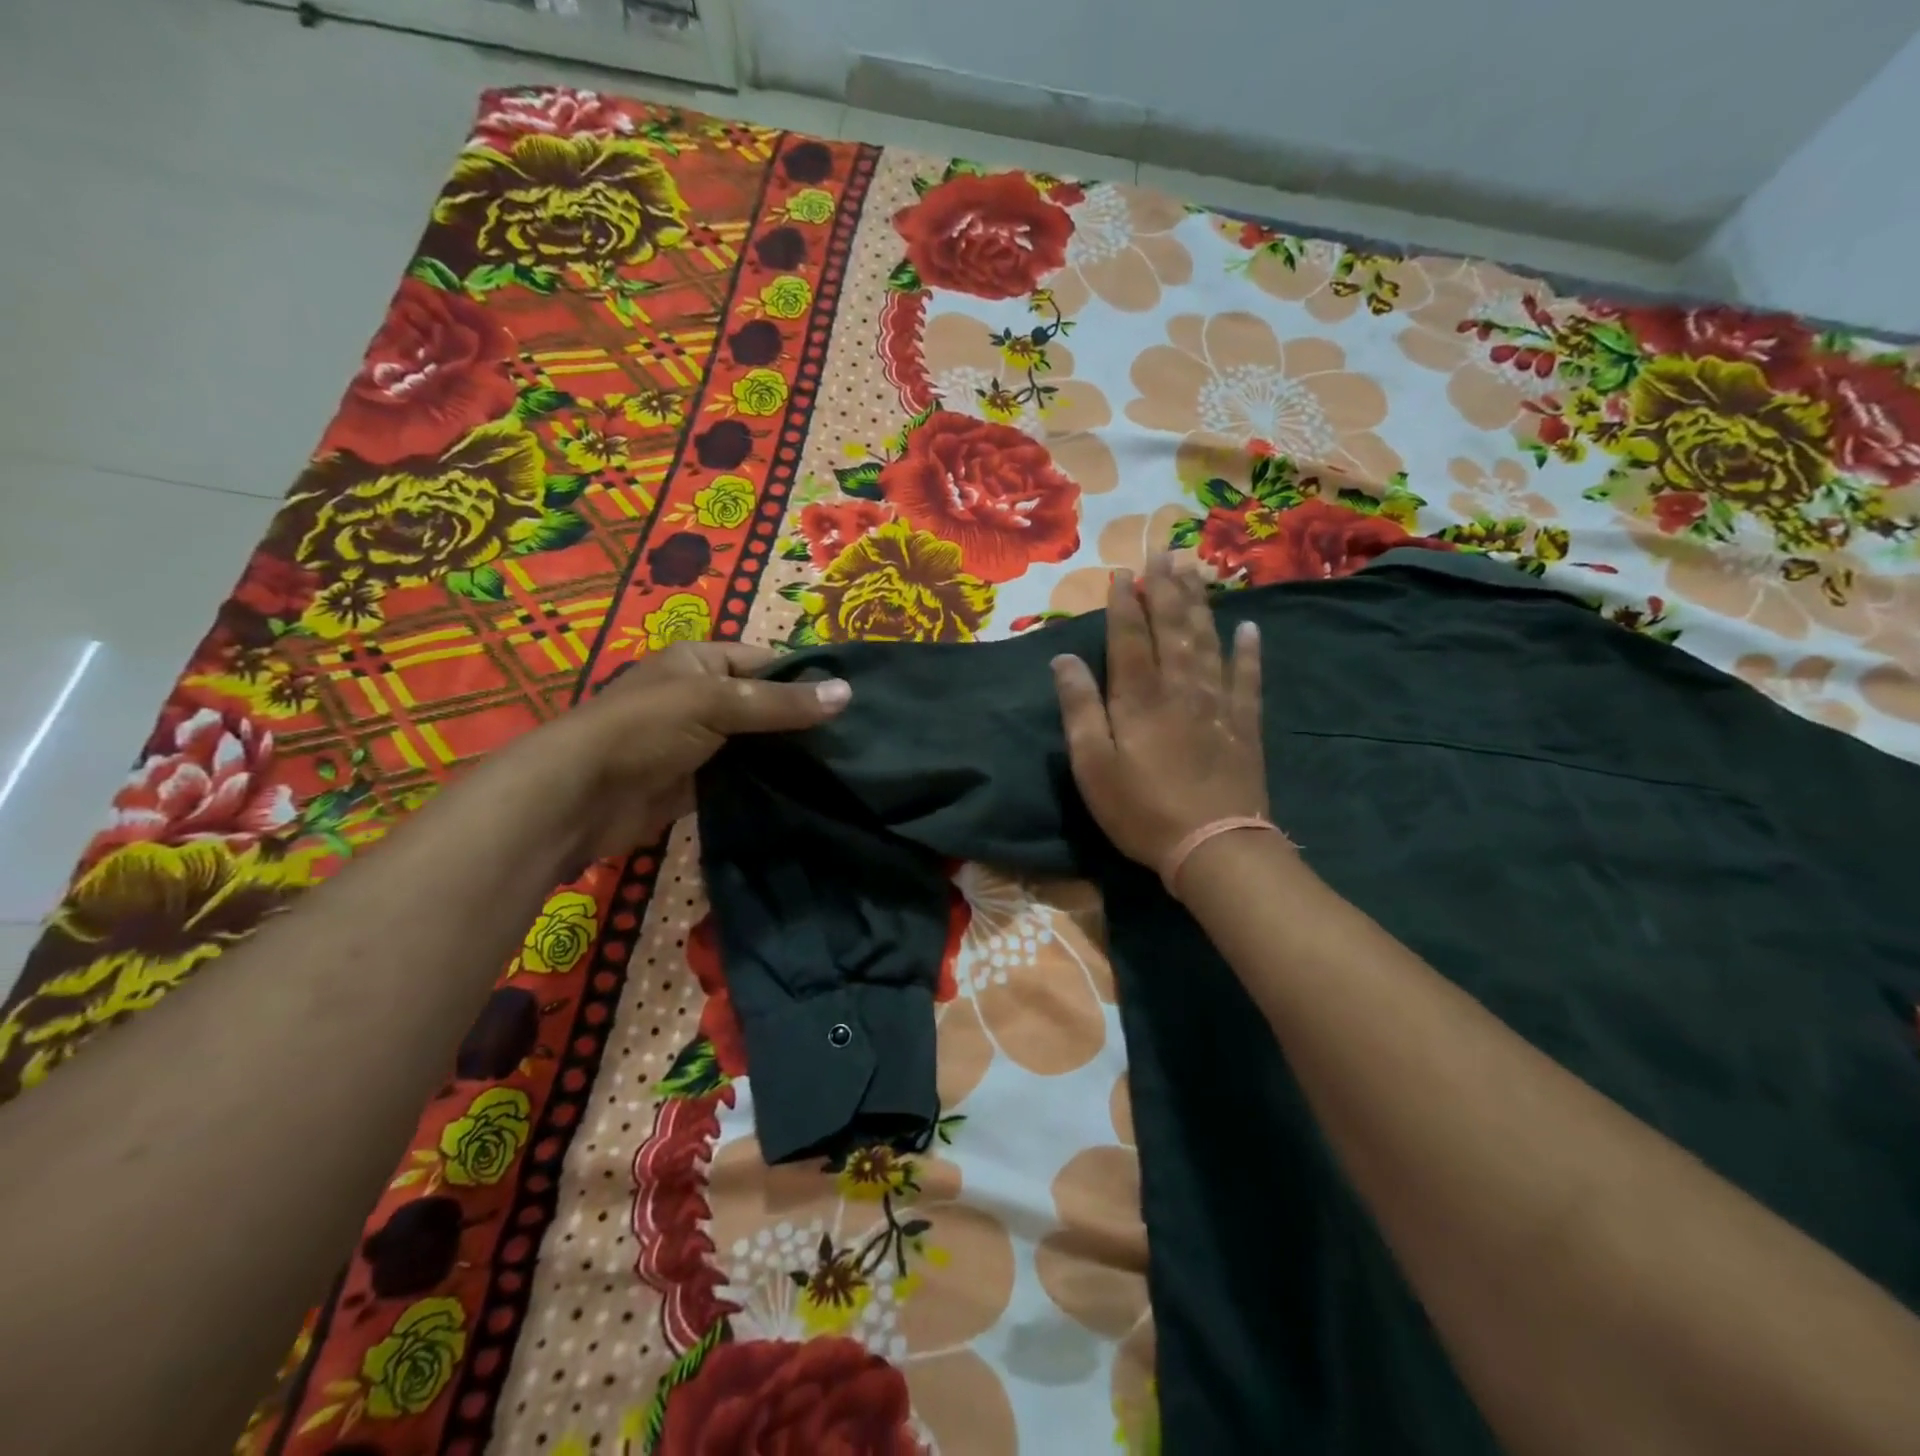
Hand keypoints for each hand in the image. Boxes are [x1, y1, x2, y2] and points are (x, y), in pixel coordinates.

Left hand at [516, 642, 849, 859]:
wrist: (580, 797)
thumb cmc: (644, 729)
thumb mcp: (714, 702)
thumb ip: (781, 702)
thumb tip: (848, 693)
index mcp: (702, 661)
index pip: (768, 662)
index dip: (807, 679)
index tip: (852, 703)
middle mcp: (702, 696)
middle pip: (766, 704)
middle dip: (803, 722)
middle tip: (857, 741)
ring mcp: (701, 742)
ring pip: (758, 744)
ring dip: (789, 756)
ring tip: (844, 767)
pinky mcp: (699, 783)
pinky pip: (744, 777)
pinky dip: (770, 783)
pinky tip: (808, 791)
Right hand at [1051, 554, 1267, 873]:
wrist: (1214, 845)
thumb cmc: (1141, 810)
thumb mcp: (1092, 765)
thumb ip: (1079, 708)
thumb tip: (1064, 659)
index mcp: (1138, 697)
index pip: (1129, 637)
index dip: (1125, 603)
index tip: (1124, 572)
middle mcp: (1179, 687)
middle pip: (1172, 627)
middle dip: (1166, 588)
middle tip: (1165, 551)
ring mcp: (1217, 702)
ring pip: (1207, 640)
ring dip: (1199, 603)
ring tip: (1196, 570)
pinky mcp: (1244, 724)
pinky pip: (1248, 677)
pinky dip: (1249, 650)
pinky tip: (1249, 627)